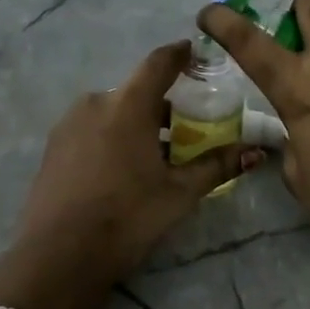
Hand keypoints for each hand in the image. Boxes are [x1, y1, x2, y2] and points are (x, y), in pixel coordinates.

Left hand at [5, 41, 260, 286]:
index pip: (159, 63)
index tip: (195, 52)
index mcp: (128, 104)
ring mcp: (68, 123)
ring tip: (155, 155)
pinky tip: (121, 169)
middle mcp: (96, 102)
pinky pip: (91, 128)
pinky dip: (112, 136)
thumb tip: (256, 151)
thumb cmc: (127, 217)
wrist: (57, 256)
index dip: (179, 54)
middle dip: (162, 103)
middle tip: (186, 127)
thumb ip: (217, 166)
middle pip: (136, 91)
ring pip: (112, 111)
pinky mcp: (53, 146)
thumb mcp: (179, 193)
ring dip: (136, 122)